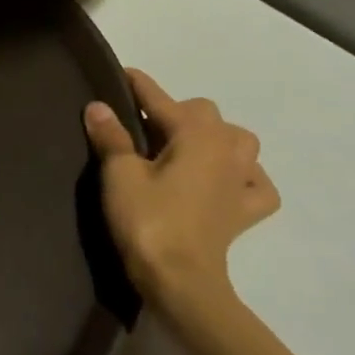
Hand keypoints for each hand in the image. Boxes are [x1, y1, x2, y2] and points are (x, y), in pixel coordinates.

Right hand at [84, 69, 279, 303]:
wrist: (181, 281)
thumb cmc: (148, 220)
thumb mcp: (120, 174)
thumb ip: (111, 137)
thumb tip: (98, 106)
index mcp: (196, 134)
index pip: (162, 99)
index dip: (140, 86)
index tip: (123, 74)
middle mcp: (227, 149)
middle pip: (204, 113)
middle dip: (176, 112)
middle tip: (143, 127)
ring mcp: (243, 181)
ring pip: (239, 141)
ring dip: (214, 137)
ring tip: (185, 149)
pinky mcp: (247, 212)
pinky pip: (256, 183)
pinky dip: (244, 177)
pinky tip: (225, 183)